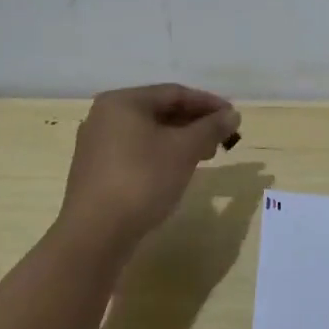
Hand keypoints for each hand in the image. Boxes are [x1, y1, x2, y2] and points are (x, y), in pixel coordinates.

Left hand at [60, 84, 240, 250]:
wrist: (94, 236)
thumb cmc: (142, 180)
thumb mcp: (184, 150)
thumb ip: (211, 128)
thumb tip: (233, 114)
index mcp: (123, 102)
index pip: (174, 93)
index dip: (208, 103)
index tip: (233, 116)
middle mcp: (106, 116)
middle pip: (161, 111)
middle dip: (195, 123)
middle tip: (223, 137)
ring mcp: (98, 145)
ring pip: (149, 133)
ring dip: (181, 140)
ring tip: (207, 155)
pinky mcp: (97, 171)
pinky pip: (137, 152)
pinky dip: (162, 154)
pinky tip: (178, 170)